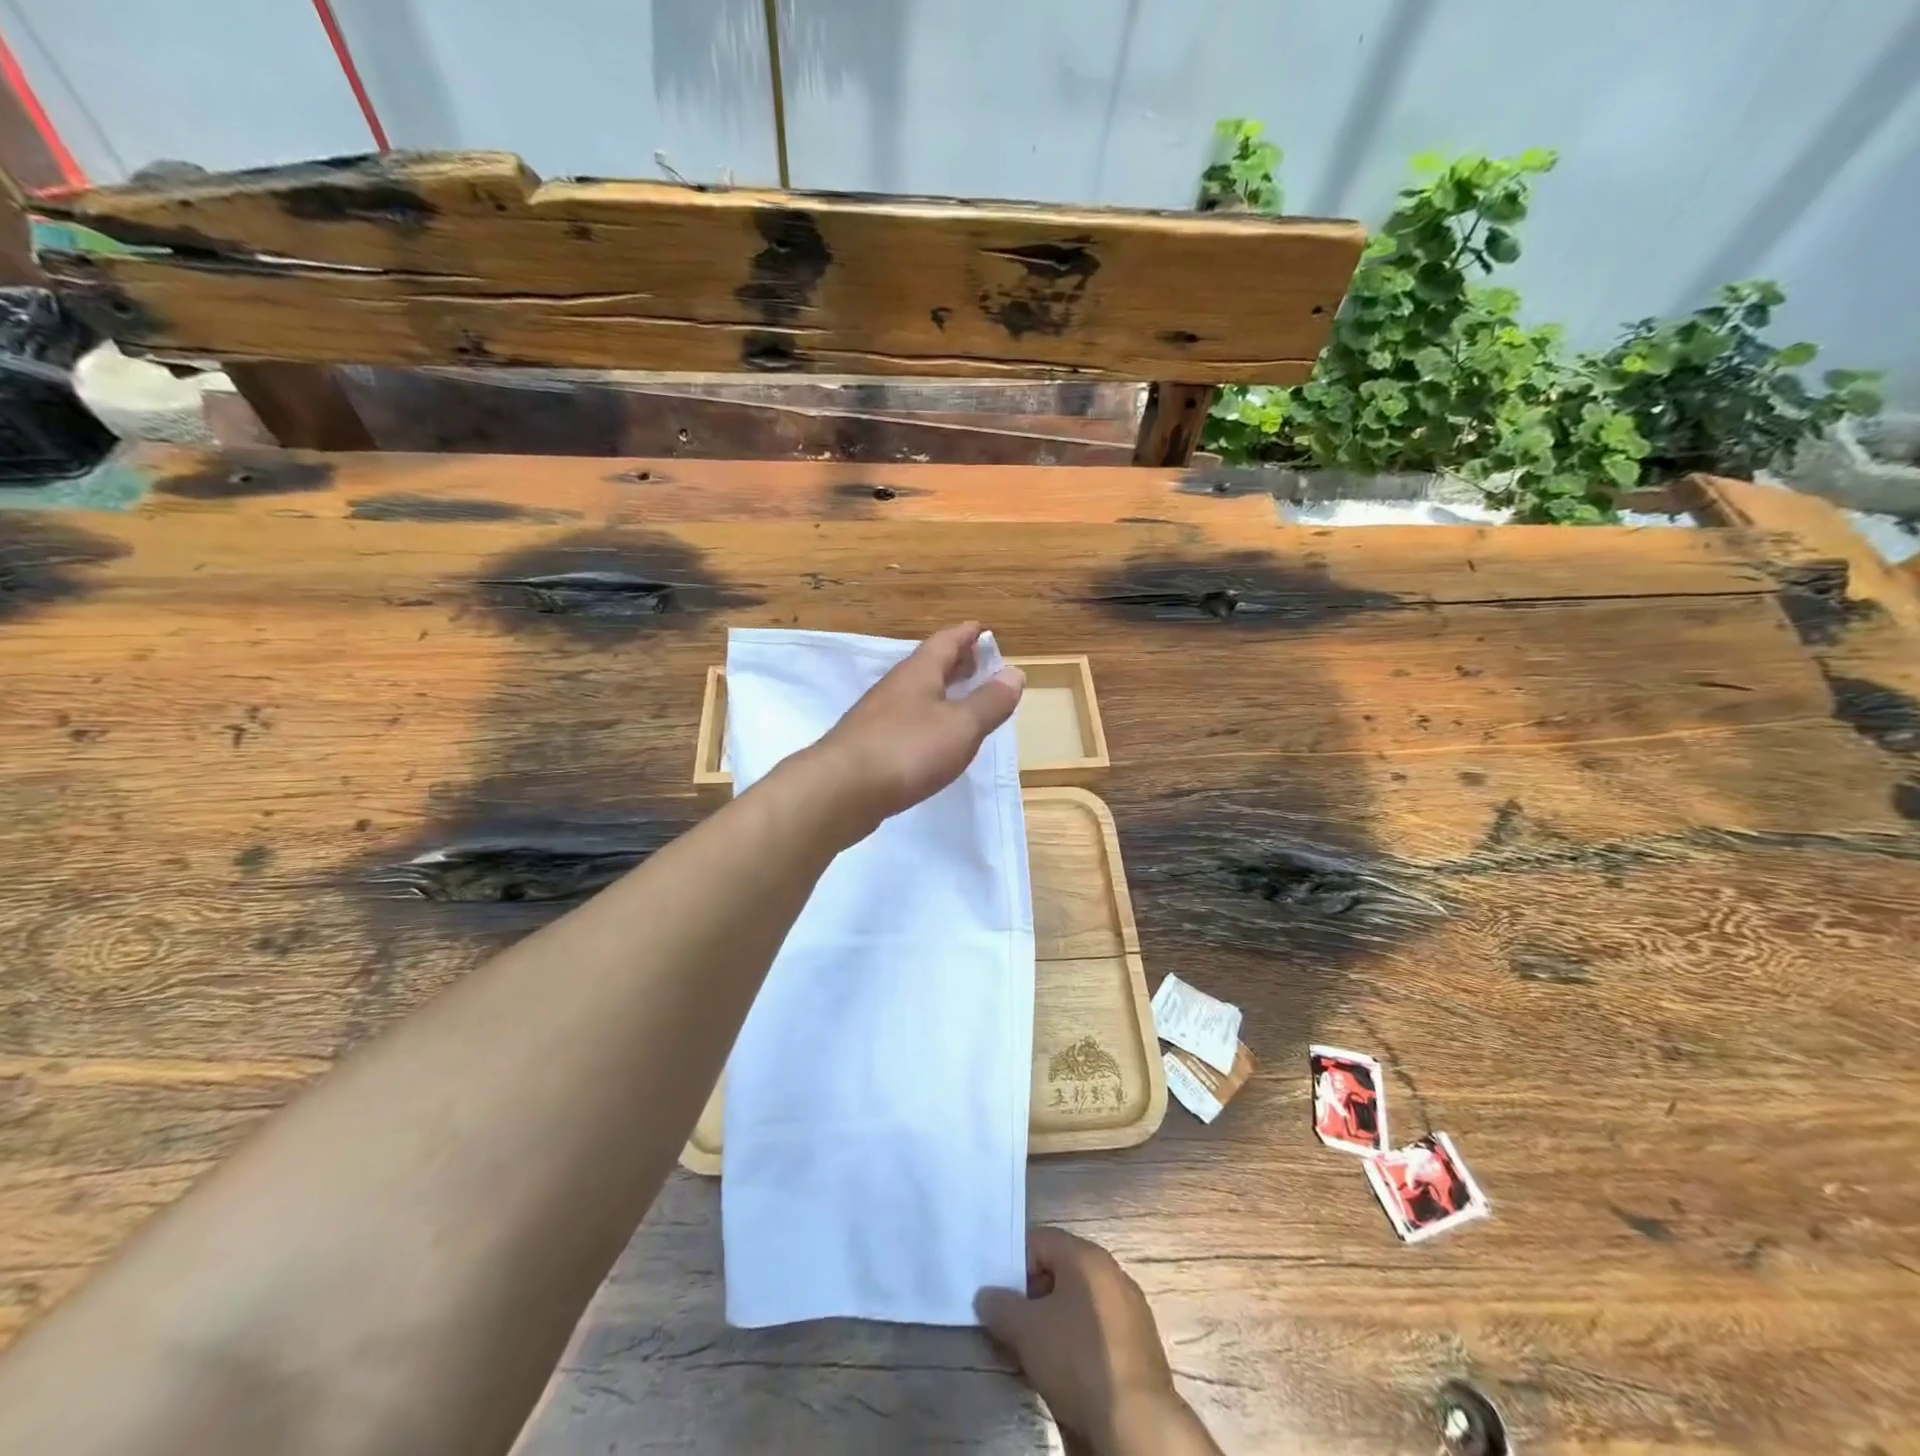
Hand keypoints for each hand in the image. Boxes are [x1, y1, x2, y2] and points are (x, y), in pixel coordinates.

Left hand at [810, 622, 1023, 837]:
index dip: (967, 634)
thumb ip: (990, 701)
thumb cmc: (907, 749)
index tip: (983, 630)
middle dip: (955, 662)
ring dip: (941, 692)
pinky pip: (905, 722)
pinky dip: (926, 721)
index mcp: (919, 672)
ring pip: (916, 694)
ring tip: (962, 702)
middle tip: (979, 665)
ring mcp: (877, 716)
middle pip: (929, 665)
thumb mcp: (961, 725)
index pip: (946, 641)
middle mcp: (896, 687)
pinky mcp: (869, 745)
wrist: (841, 790)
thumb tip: (1014, 672)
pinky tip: (933, 740)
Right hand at [976, 1228, 1218, 1455]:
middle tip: (1014, 1323)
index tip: (999, 1294)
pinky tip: (1071, 1367)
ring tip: (1038, 1349)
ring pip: (1082, 1301)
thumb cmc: (1077, 1359)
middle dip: (1035, 1294)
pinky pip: (1101, 1326)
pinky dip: (1082, 1338)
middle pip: (1062, 1270)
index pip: (1041, 1240)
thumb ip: (1000, 1306)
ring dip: (1058, 1318)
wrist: (1137, 1421)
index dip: (1015, 1264)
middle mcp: (1112, 1271)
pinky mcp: (1142, 1342)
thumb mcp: (1026, 1332)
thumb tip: (985, 1295)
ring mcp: (1131, 1306)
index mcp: (1086, 1256)